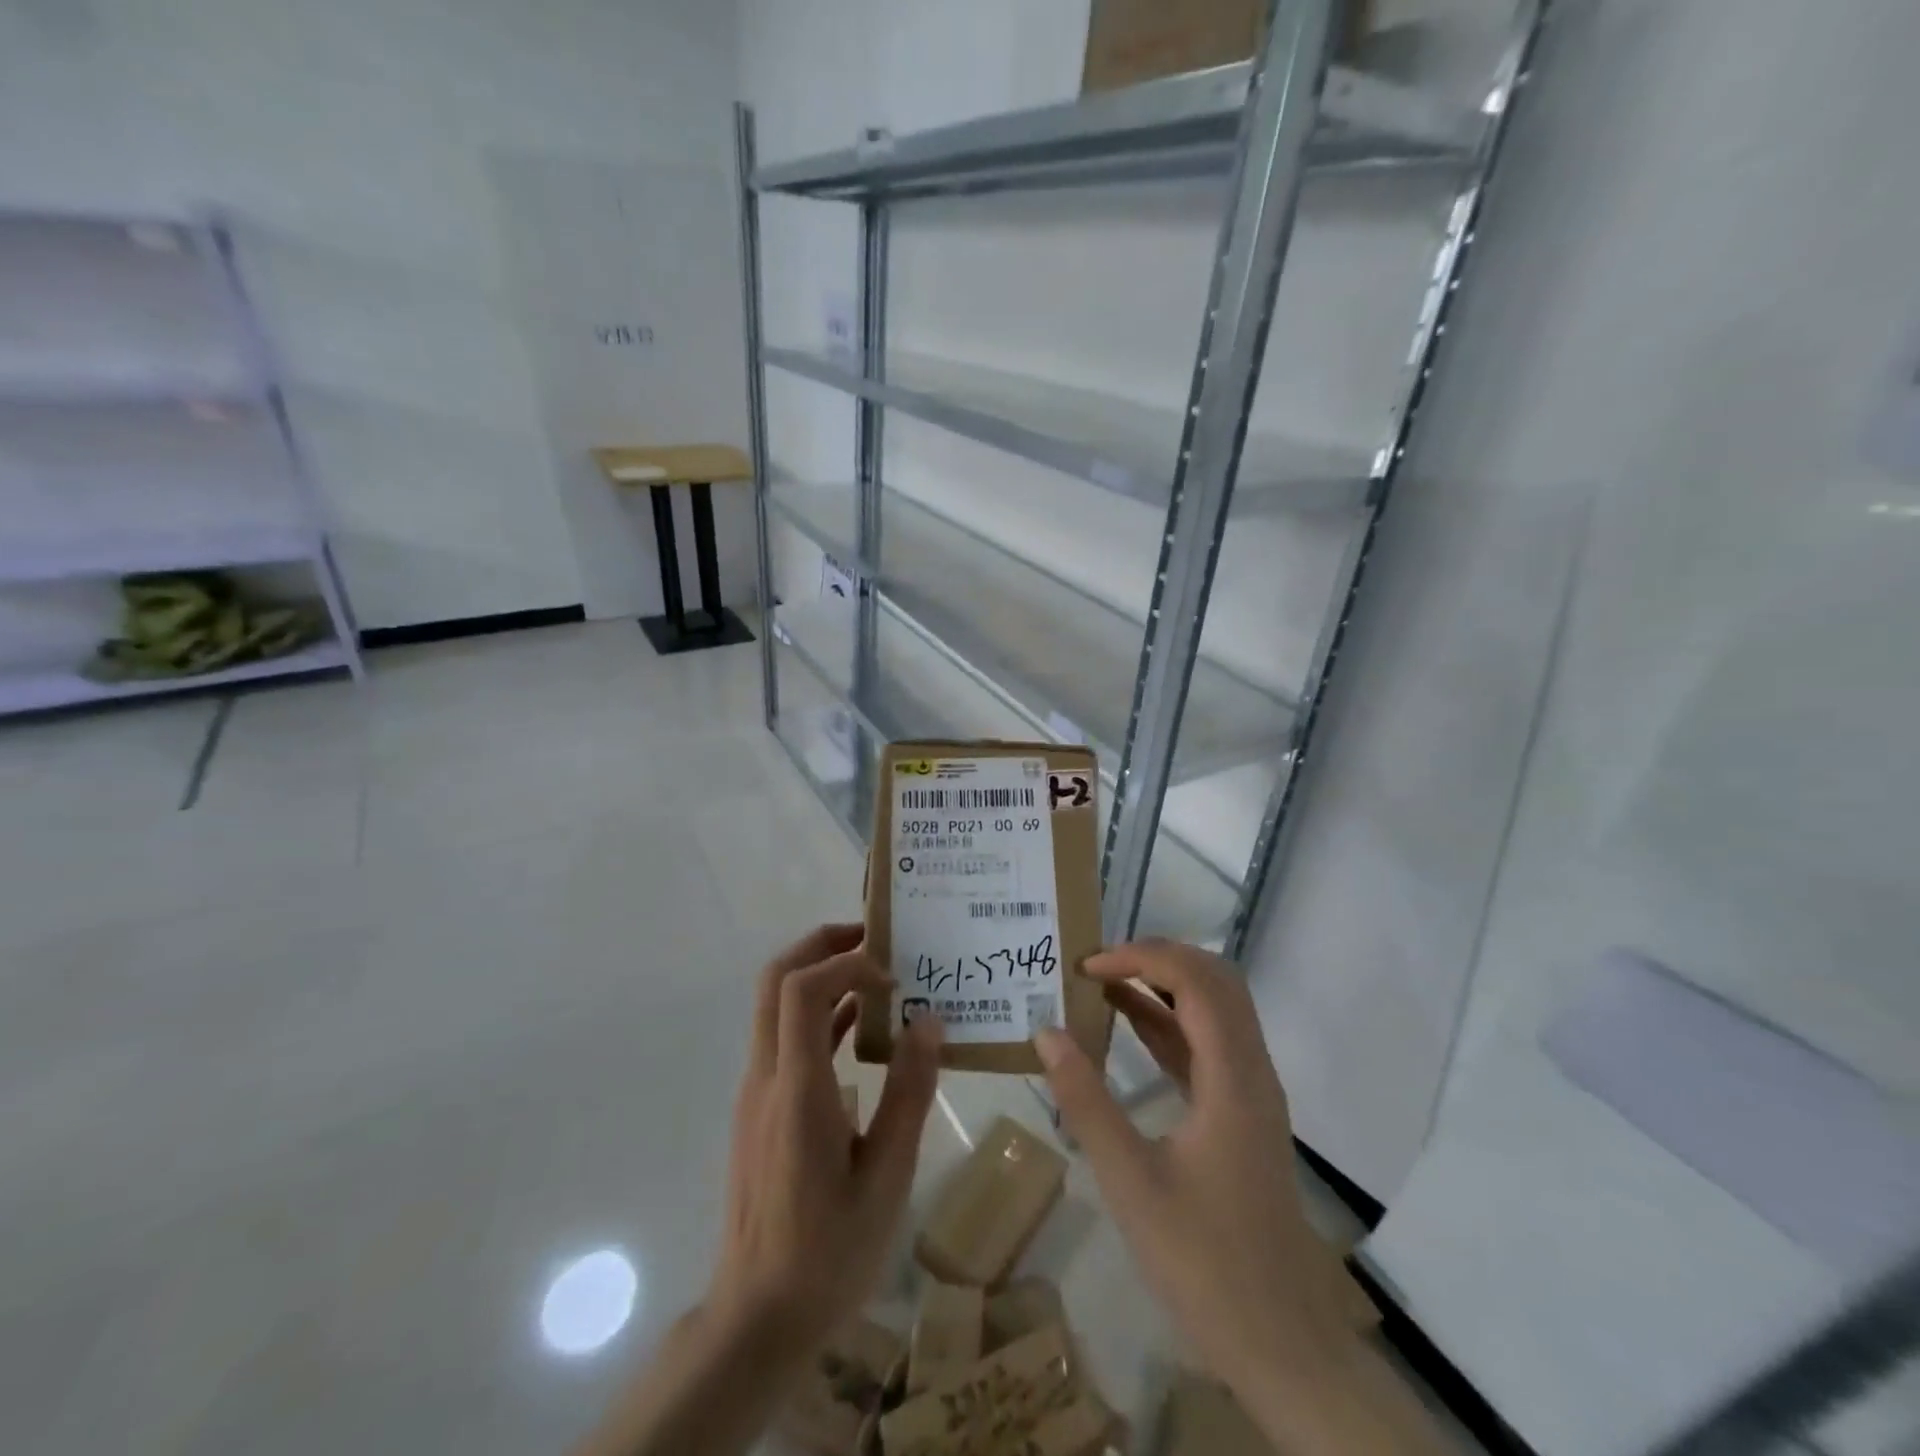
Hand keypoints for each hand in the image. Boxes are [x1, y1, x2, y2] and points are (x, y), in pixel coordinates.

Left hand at [709, 924, 943, 1352]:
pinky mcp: (760, 1109)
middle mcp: (766, 1077)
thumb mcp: (888, 1176)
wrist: (757, 1319)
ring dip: (820, 976)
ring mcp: (756, 1092)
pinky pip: (784, 1039)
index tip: (892, 977)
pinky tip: (862, 1032)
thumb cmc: (829, 1252)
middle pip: (775, 979)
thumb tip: (928, 1021)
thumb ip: (908, 1092)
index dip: (846, 963)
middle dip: (821, 944)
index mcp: (798, 1090)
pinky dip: (818, 1016)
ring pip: (775, 1006)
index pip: (802, 989)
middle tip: (875, 937)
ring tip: (878, 976)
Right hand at [1033, 942, 1354, 1413]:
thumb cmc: (1204, 1263)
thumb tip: (1045, 1032)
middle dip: (1155, 957)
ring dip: (1162, 985)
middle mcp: (1251, 1071)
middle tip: (1097, 964)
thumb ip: (1085, 1101)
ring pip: (1214, 1009)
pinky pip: (1205, 1045)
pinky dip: (1166, 1022)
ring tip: (1102, 982)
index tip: (1086, 967)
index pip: (1195, 981)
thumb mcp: (1130, 1182)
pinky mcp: (1240, 1114)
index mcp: (1233, 1078)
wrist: (1281, 1346)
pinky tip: (1125, 1026)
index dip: (1141, 958)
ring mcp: (1250, 1092)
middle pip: (1214, 981)